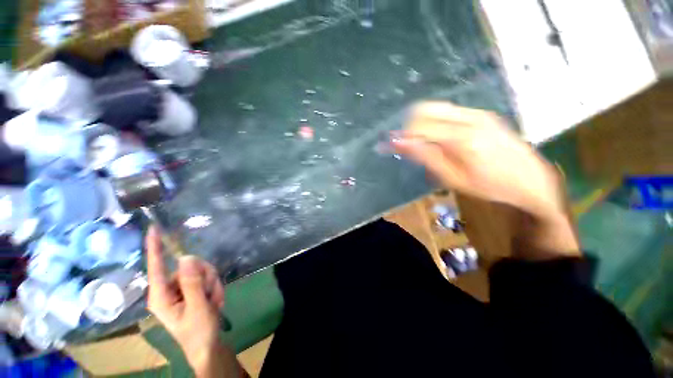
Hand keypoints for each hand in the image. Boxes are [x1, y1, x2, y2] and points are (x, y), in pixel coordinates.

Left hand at [146, 226, 225, 370]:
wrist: (208, 344)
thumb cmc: (198, 331)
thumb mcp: (197, 308)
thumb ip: (192, 283)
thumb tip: (186, 257)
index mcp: (161, 295)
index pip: (156, 266)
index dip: (154, 247)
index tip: (153, 229)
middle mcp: (169, 288)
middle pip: (189, 265)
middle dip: (206, 277)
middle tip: (211, 294)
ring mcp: (181, 288)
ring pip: (201, 270)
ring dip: (212, 283)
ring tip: (213, 300)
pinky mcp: (191, 289)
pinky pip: (207, 276)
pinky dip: (214, 286)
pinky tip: (214, 299)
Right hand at [392, 101, 564, 218]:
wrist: (531, 180)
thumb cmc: (489, 186)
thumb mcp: (452, 178)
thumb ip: (425, 156)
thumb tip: (399, 143)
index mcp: (462, 138)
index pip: (419, 126)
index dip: (400, 135)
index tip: (388, 145)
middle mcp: (470, 118)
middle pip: (425, 110)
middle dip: (409, 126)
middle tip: (406, 144)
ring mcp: (478, 113)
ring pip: (436, 108)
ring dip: (422, 123)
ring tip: (422, 143)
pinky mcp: (482, 114)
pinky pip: (448, 111)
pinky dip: (435, 122)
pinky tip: (439, 139)